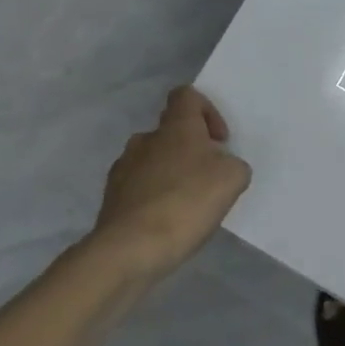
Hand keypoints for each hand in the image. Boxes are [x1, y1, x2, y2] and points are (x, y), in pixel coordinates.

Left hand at [84, 87, 250, 280]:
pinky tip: (168, 222)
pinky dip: (155, 197)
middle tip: (208, 177)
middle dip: (191, 149)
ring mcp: (123, 169)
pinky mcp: (111, 198)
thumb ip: (233, 164)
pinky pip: (139, 187)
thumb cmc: (187, 202)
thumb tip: (221, 167)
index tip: (219, 140)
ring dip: (171, 173)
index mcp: (175, 127)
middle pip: (171, 131)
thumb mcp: (233, 178)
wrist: (130, 249)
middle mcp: (145, 140)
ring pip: (153, 160)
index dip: (207, 110)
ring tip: (188, 204)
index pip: (187, 96)